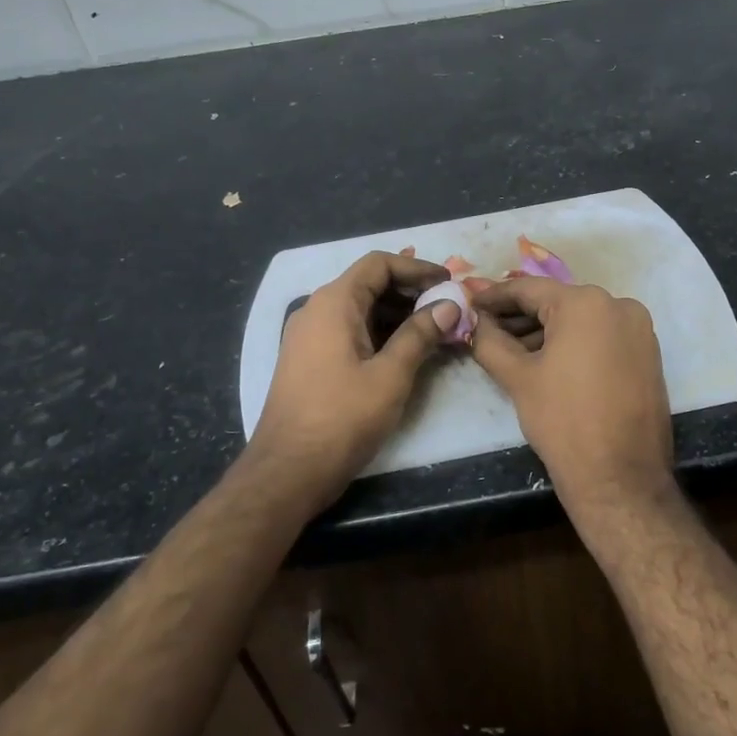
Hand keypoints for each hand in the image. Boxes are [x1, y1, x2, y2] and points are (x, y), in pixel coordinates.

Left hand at [247, 250, 458, 507]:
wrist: (288, 470)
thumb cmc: (342, 418)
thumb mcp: (390, 376)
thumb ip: (420, 335)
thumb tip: (448, 305)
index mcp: (334, 303)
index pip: (378, 264)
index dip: (416, 268)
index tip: (448, 284)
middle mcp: (317, 310)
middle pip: (368, 284)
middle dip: (410, 292)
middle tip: (447, 309)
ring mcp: (309, 336)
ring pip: (360, 309)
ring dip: (397, 315)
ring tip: (435, 331)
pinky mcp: (308, 359)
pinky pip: (348, 331)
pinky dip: (379, 333)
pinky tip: (405, 352)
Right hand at [470, 278, 675, 519]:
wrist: (620, 477)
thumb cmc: (563, 421)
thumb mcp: (518, 378)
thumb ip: (490, 341)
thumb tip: (478, 322)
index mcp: (585, 303)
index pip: (529, 289)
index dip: (494, 296)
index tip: (470, 302)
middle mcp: (618, 305)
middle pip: (557, 303)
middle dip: (519, 315)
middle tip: (485, 327)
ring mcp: (638, 330)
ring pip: (580, 320)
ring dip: (545, 331)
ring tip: (510, 349)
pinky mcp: (647, 354)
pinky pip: (601, 336)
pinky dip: (573, 343)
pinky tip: (546, 360)